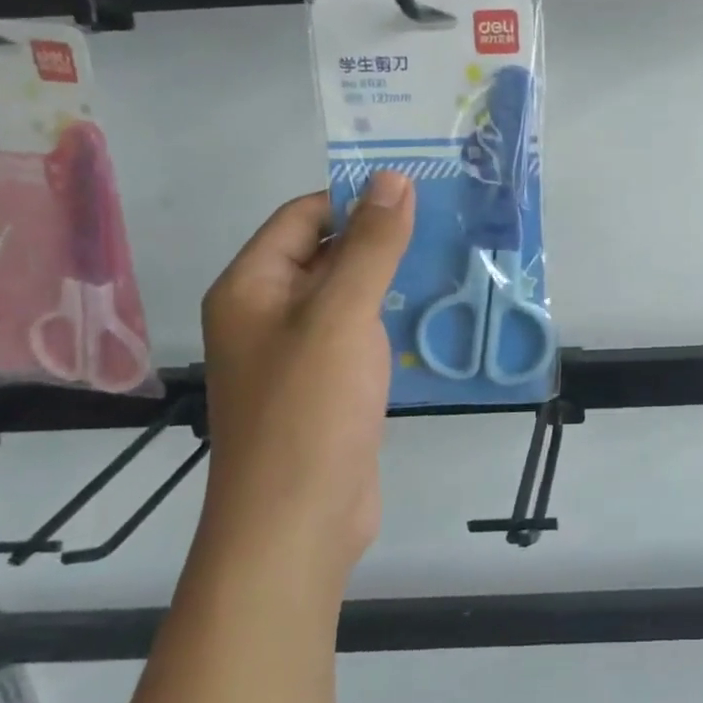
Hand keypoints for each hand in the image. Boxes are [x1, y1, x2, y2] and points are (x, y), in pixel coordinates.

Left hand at [198, 173, 413, 582]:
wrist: (298, 523)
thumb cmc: (309, 408)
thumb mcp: (342, 314)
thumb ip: (370, 245)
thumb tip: (393, 179)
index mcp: (251, 287)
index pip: (303, 217)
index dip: (354, 199)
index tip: (417, 191)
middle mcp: (267, 313)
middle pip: (325, 253)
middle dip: (380, 238)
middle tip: (446, 221)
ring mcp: (298, 353)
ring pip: (348, 295)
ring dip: (390, 278)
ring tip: (450, 257)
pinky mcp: (327, 386)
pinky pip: (359, 333)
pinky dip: (391, 318)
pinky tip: (434, 311)